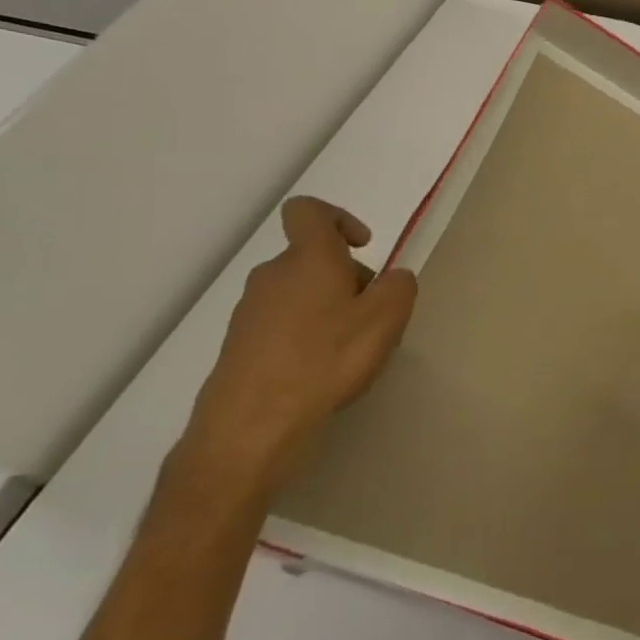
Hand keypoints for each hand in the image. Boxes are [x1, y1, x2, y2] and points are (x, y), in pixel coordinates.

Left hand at [178, 197, 417, 501]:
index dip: (338, 218)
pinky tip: (323, 371)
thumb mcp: (388, 317)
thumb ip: (400, 285)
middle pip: (312, 258)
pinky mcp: (240, 346)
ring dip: (329, 309)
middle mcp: (273, 276)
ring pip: (300, 293)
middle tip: (373, 315)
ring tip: (352, 349)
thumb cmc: (326, 359)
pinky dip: (307, 336)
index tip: (363, 247)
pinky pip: (283, 325)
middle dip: (347, 278)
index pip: (308, 212)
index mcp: (308, 259)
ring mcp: (250, 312)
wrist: (251, 427)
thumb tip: (392, 278)